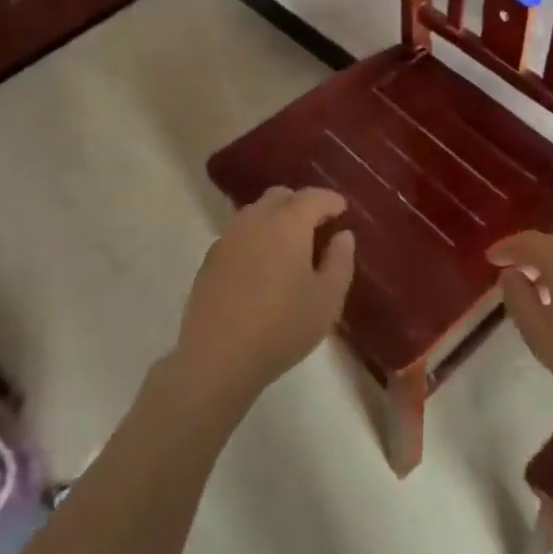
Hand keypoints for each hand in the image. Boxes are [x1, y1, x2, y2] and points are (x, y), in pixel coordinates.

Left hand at [174, 187, 355, 409]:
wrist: (217, 357)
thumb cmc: (282, 327)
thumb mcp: (327, 299)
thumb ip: (340, 261)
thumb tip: (343, 235)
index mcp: (288, 223)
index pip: (313, 197)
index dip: (330, 200)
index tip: (342, 209)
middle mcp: (255, 220)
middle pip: (280, 197)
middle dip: (301, 204)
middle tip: (316, 226)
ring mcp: (228, 238)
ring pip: (255, 213)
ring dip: (275, 219)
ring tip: (289, 246)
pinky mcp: (210, 260)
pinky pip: (239, 235)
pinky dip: (255, 238)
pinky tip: (262, 266)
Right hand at [490, 232, 552, 432]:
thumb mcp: (539, 333)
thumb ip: (518, 299)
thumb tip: (512, 275)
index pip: (528, 242)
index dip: (506, 248)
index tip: (490, 258)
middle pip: (552, 248)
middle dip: (527, 258)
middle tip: (509, 274)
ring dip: (549, 271)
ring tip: (535, 293)